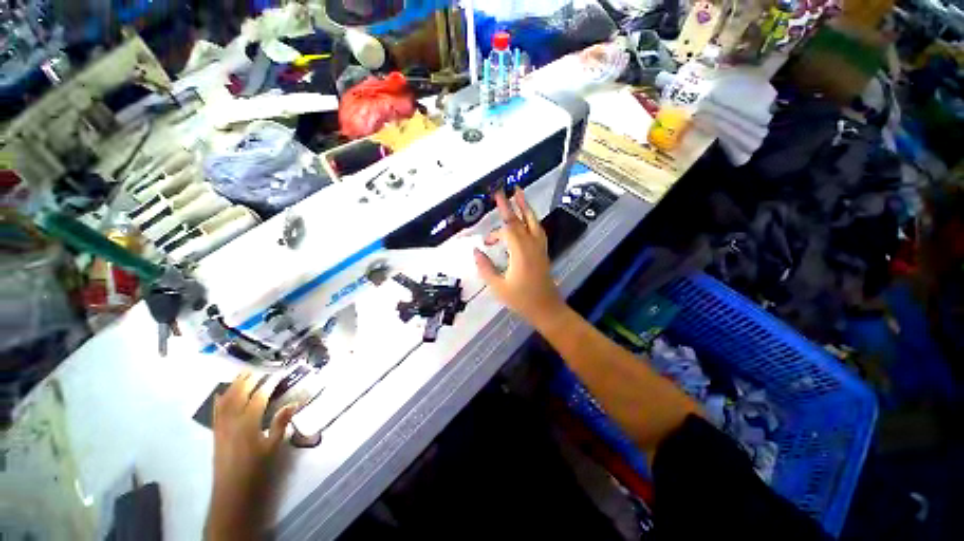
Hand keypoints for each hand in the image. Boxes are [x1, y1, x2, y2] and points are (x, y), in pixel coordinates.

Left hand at [206, 372, 297, 539]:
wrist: (232, 490)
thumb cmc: (256, 468)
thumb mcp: (273, 447)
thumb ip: (280, 423)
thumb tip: (292, 402)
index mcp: (248, 423)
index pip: (259, 397)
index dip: (269, 383)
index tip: (278, 373)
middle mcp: (232, 421)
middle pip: (239, 394)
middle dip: (249, 379)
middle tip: (260, 367)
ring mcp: (221, 426)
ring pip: (226, 400)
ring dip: (234, 385)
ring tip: (243, 373)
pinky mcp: (216, 432)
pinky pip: (217, 410)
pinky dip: (221, 398)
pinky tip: (223, 392)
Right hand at [474, 190, 566, 328]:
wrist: (546, 308)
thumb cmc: (521, 299)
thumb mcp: (498, 287)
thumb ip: (485, 267)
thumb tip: (475, 251)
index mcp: (520, 252)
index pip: (508, 229)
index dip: (498, 225)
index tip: (489, 229)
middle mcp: (532, 245)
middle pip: (522, 220)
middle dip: (513, 204)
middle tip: (506, 190)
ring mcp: (539, 248)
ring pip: (533, 222)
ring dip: (526, 207)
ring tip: (519, 194)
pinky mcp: (542, 252)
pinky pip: (537, 230)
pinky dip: (531, 220)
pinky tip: (527, 218)